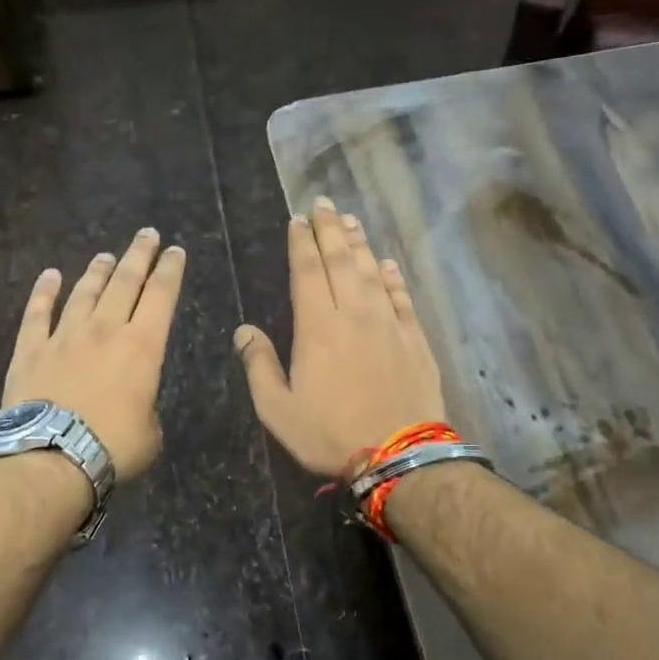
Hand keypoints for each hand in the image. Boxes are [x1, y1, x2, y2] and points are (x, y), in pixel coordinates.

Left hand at [3, 228, 186, 481]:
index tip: (175, 251)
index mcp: (142, 347)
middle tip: (147, 234)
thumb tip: (136, 401)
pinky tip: (49, 276)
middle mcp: (105, 330)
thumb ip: (147, 406)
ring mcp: (64, 335)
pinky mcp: (31, 348)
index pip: (162, 296)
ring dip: (97, 271)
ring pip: (84, 292)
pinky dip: (44, 291)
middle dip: (139, 255)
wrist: (51, 457)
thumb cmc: (112, 447)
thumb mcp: (151, 432)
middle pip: (125, 282)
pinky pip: (38, 312)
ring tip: (105, 255)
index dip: (171, 270)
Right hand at [235, 198, 445, 477]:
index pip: (308, 272)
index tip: (297, 221)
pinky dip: (392, 277)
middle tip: (323, 204)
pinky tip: (386, 265)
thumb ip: (259, 366)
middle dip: (330, 230)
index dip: (301, 243)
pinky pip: (402, 297)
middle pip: (342, 261)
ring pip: (372, 272)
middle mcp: (355, 314)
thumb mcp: (278, 410)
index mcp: (318, 327)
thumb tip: (244, 331)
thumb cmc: (330, 434)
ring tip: (350, 221)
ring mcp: (389, 324)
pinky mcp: (414, 339)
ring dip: (360, 244)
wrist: (399, 455)